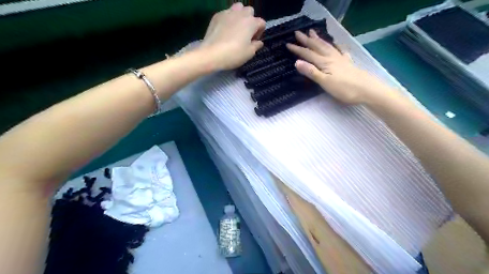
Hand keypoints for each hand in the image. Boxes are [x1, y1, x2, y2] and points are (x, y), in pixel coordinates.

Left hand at [200, 2, 265, 70]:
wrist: (212, 54)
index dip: (260, 32)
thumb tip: (258, 42)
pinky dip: (228, 19)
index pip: (261, 23)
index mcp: (251, 23)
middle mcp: (241, 14)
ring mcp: (228, 13)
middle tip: (245, 33)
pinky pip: (226, 13)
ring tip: (236, 28)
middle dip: (250, 20)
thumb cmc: (234, 54)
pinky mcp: (217, 16)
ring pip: (238, 8)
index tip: (254, 41)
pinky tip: (224, 30)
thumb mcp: (249, 53)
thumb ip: (256, 46)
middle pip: (250, 11)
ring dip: (239, 15)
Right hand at [287, 29, 396, 104]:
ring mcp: (341, 59)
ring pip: (327, 46)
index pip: (308, 54)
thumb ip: (311, 72)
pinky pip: (340, 51)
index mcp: (325, 63)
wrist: (367, 90)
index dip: (298, 49)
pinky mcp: (348, 63)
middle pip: (317, 47)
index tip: (288, 44)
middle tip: (298, 33)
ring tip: (312, 32)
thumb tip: (297, 62)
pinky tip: (336, 45)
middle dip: (307, 40)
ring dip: (318, 40)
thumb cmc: (345, 89)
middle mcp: (332, 58)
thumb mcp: (325, 82)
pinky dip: (335, 46)